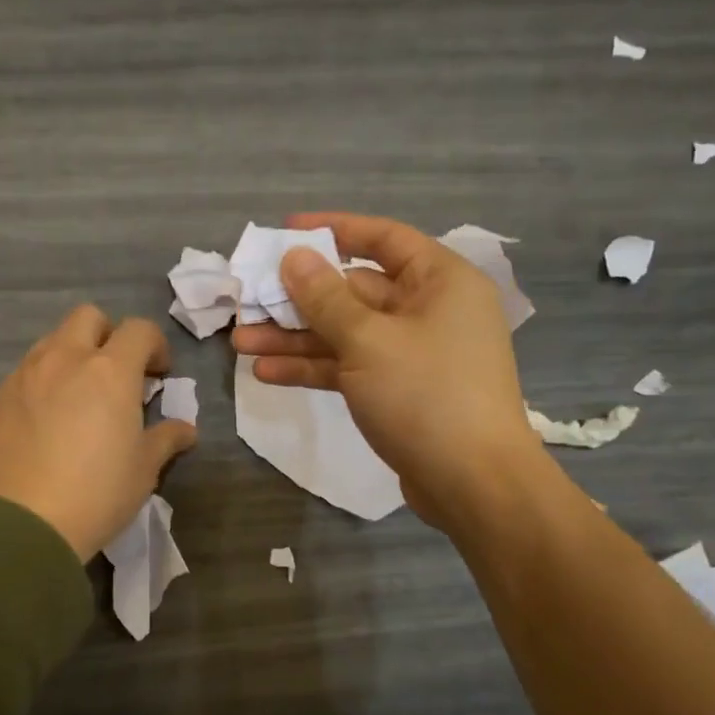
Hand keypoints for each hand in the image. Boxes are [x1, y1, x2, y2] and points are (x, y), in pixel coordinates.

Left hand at [0, 306, 196, 562]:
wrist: (18, 525)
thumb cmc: (95, 494)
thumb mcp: (143, 470)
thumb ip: (165, 440)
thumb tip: (185, 429)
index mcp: (109, 371)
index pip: (139, 330)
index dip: (155, 346)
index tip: (158, 376)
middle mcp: (65, 360)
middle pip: (89, 317)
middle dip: (109, 336)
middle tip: (118, 376)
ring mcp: (24, 376)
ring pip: (52, 341)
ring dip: (73, 355)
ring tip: (80, 398)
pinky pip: (26, 373)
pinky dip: (44, 382)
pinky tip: (47, 422)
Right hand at [230, 212, 546, 531]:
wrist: (473, 484)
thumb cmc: (426, 395)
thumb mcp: (368, 340)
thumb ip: (325, 298)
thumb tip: (294, 257)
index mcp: (439, 281)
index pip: (382, 238)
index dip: (333, 230)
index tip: (286, 232)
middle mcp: (429, 310)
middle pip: (354, 291)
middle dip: (299, 300)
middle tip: (248, 302)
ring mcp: (413, 354)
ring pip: (346, 334)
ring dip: (296, 339)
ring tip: (241, 343)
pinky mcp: (399, 391)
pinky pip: (351, 367)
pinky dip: (314, 368)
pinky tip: (267, 373)